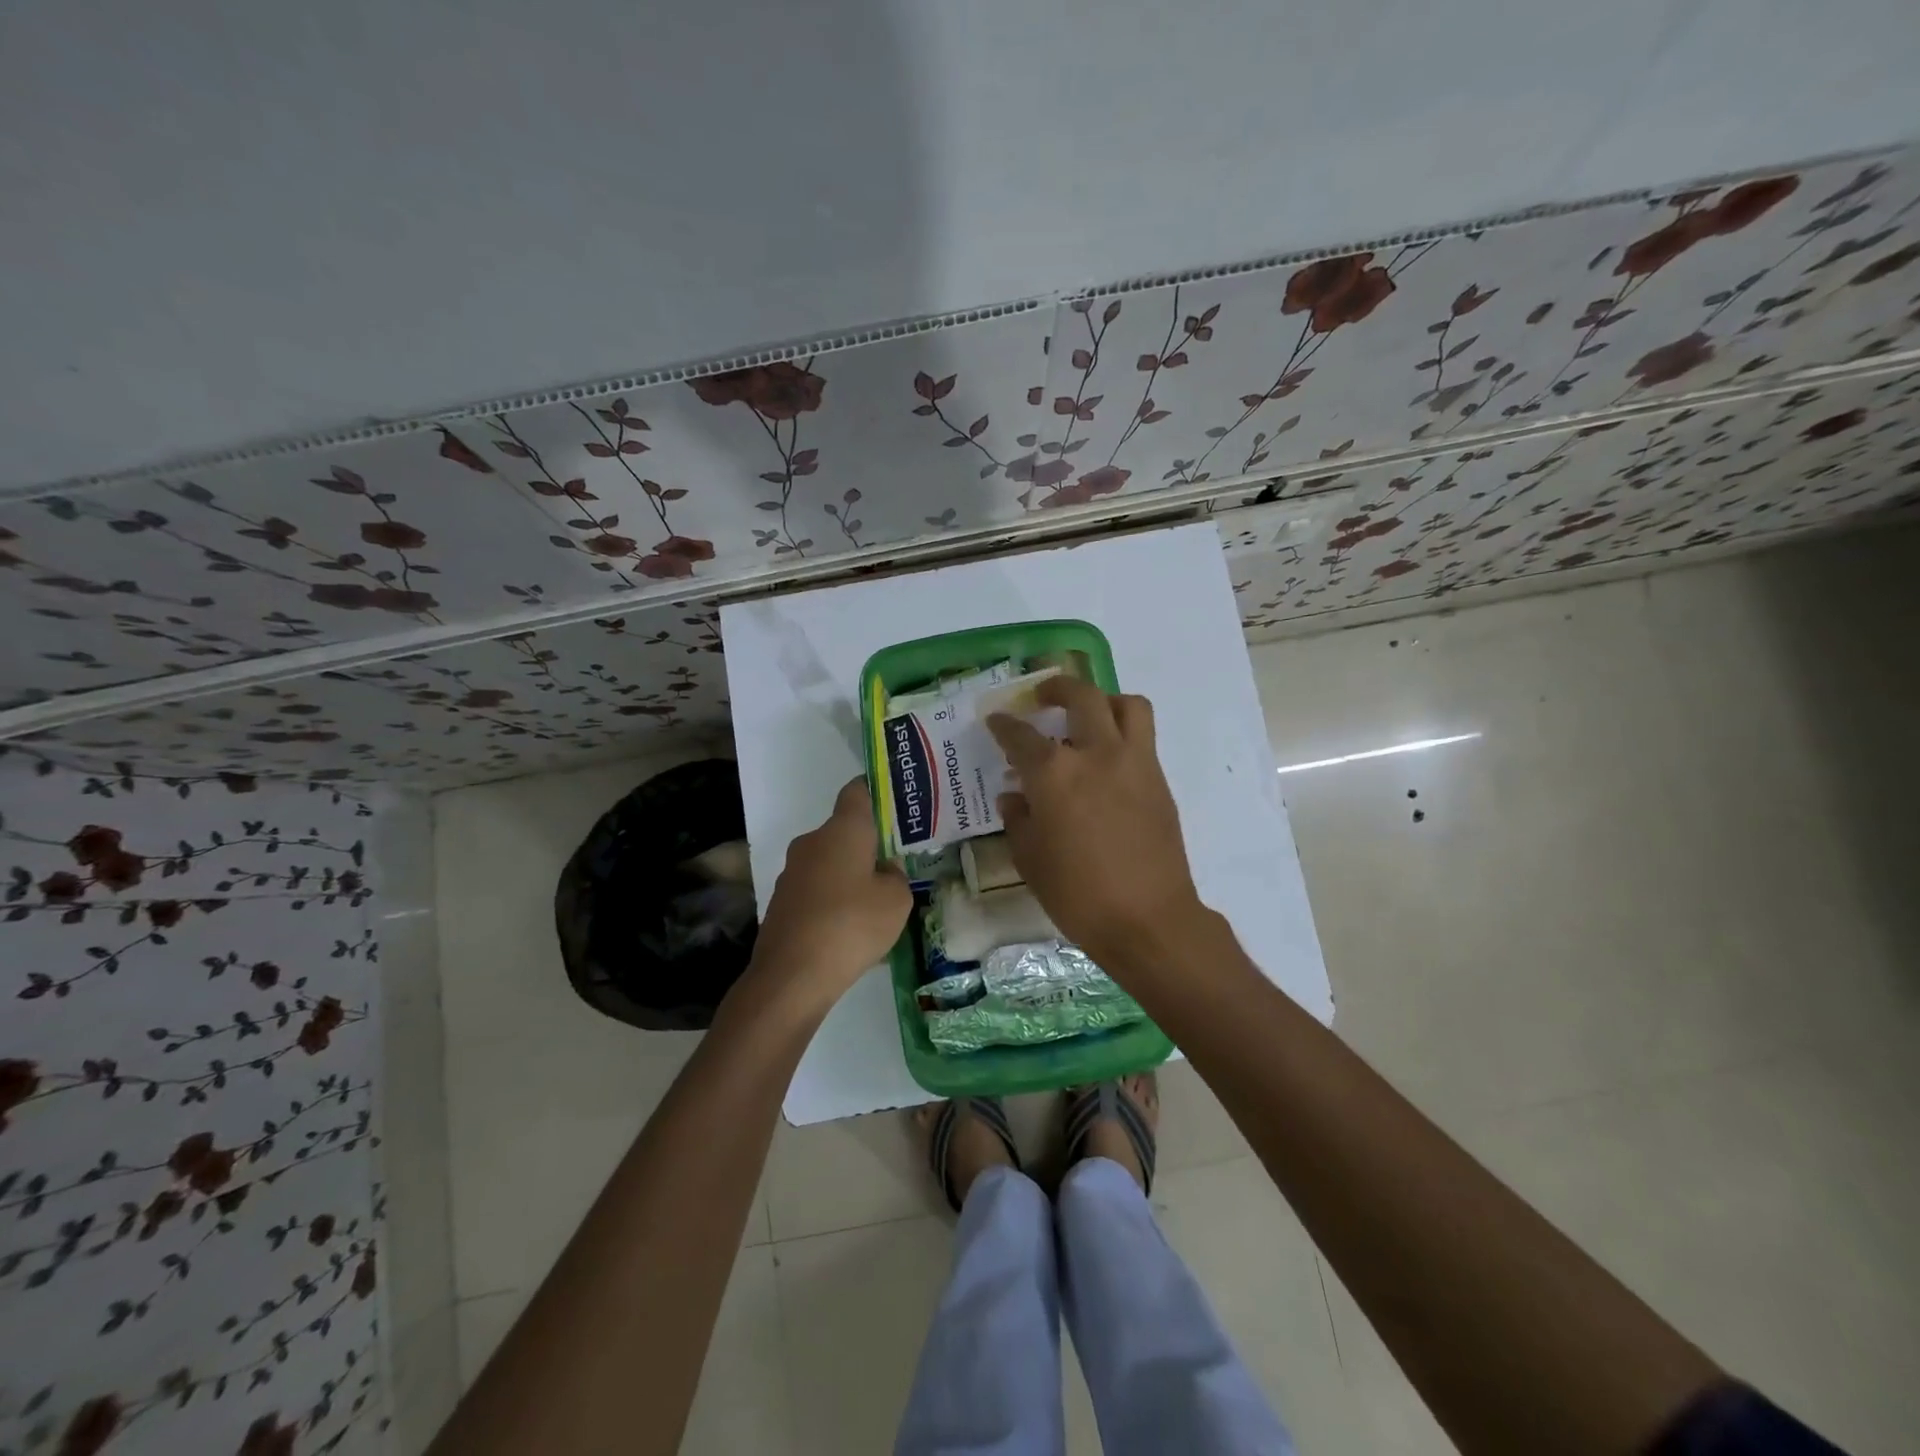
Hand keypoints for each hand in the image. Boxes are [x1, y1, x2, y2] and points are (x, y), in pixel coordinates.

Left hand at [746, 778, 911, 1014]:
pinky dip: (832, 900)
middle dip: (868, 845)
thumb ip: (896, 877)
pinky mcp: (781, 901)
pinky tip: (848, 929)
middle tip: (895, 865)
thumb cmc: (852, 925)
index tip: (895, 805)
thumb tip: (883, 871)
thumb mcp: (897, 900)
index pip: (857, 791)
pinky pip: (816, 889)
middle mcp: (812, 841)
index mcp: (843, 830)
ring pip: (829, 862)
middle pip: (844, 831)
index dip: (876, 792)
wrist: (792, 976)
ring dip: (849, 875)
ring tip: (874, 904)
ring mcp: (792, 872)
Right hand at [987, 678, 1205, 964]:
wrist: (1148, 919)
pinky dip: (1123, 732)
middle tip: (1044, 697)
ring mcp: (1134, 763)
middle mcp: (1096, 754)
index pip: (1021, 736)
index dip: (1004, 726)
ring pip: (1126, 705)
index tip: (997, 720)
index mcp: (1054, 774)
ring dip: (1104, 700)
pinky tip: (1107, 759)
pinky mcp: (1158, 780)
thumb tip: (1014, 796)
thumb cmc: (1078, 895)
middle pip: (1081, 697)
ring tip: (1089, 715)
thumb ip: (1018, 819)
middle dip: (1058, 688)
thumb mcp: (1030, 860)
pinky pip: (1143, 737)